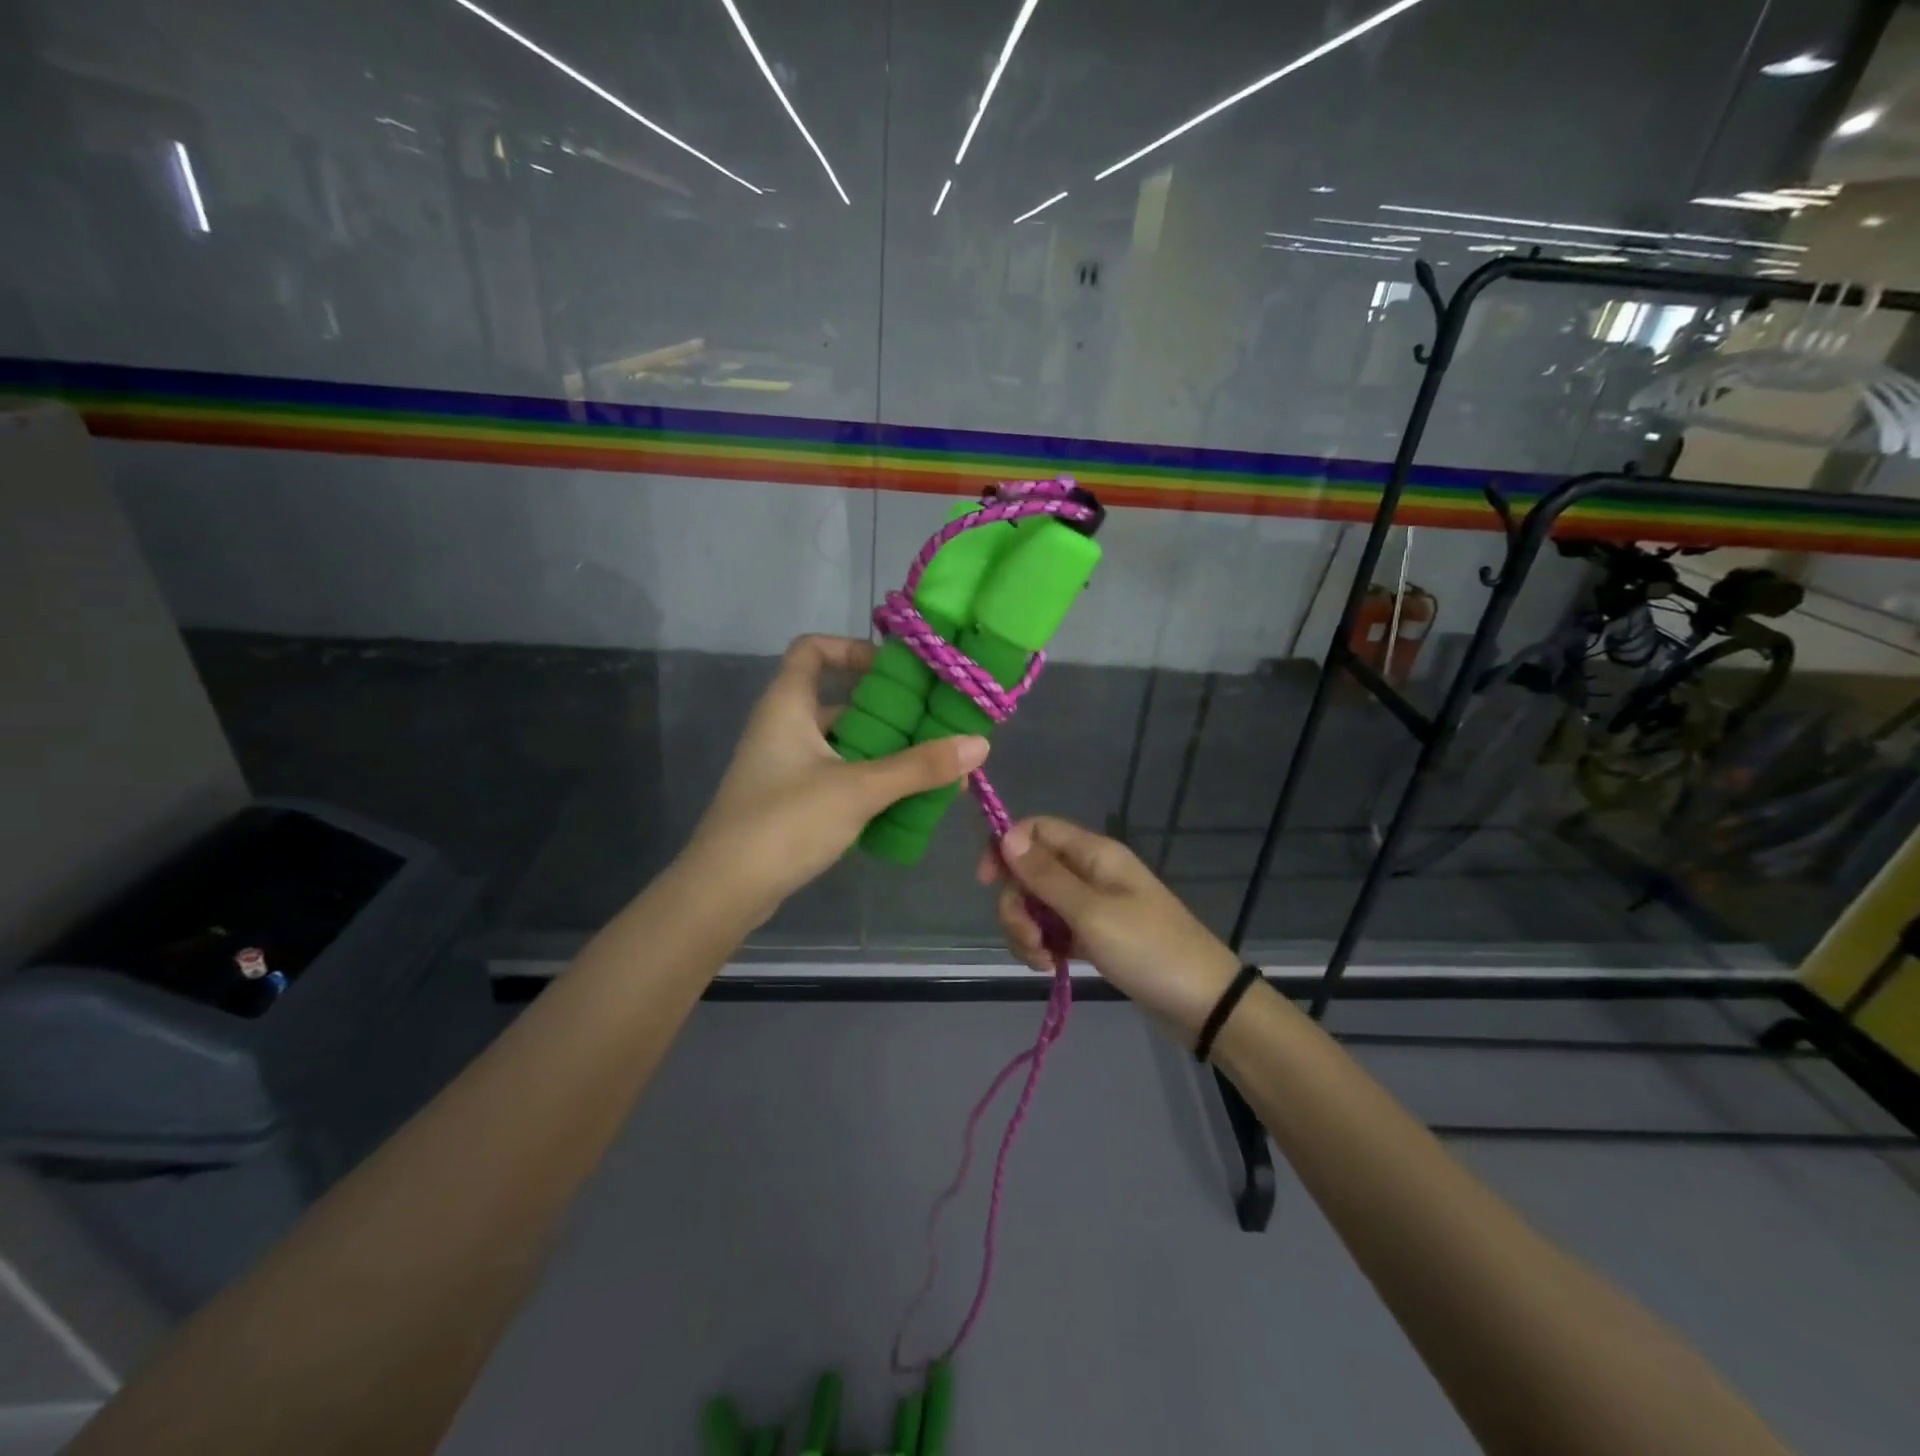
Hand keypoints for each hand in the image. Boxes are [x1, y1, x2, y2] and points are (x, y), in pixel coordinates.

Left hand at [687, 635, 987, 926]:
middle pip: (838, 701)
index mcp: (787, 706)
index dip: (851, 648)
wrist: (724, 891)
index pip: (812, 649)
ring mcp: (784, 767)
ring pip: (841, 744)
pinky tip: (903, 801)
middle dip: (887, 711)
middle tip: (932, 722)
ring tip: (930, 765)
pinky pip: (836, 777)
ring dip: (883, 752)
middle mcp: (782, 728)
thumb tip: (980, 744)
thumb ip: (918, 767)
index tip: (895, 671)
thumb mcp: (858, 789)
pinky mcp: (789, 803)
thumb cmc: (785, 822)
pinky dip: (867, 782)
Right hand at [978, 817, 1241, 1037]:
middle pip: (1029, 872)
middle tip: (1030, 941)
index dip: (1006, 848)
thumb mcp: (1090, 912)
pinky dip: (1044, 946)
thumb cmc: (1147, 949)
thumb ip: (1045, 875)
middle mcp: (1088, 872)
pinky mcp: (1092, 935)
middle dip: (1017, 906)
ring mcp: (1090, 905)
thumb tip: (1006, 835)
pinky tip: (1051, 967)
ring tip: (1043, 961)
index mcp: (1092, 853)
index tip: (987, 883)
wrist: (1201, 1001)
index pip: (1036, 829)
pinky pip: (1053, 930)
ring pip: (1037, 904)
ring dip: (1027, 931)